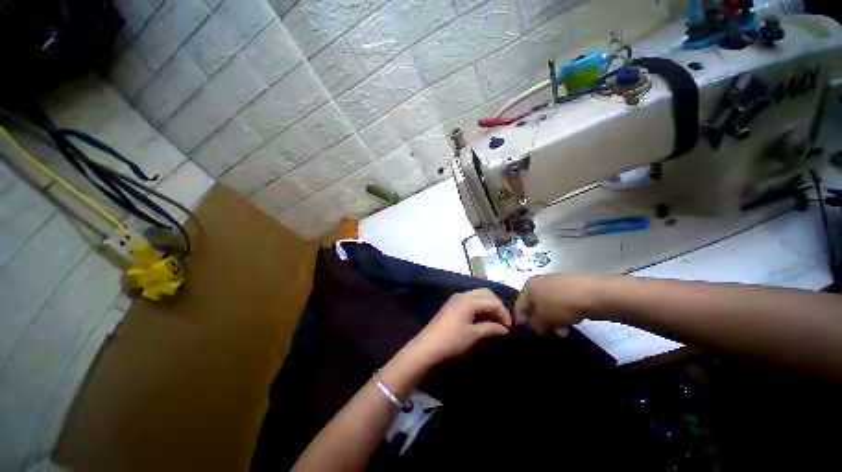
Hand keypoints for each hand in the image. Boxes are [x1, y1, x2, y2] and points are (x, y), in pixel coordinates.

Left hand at [407, 289, 512, 365]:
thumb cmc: (452, 340)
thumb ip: (491, 328)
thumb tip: (505, 329)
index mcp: (469, 300)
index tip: (510, 328)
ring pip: (478, 295)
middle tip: (503, 321)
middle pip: (486, 293)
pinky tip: (483, 317)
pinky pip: (470, 299)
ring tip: (495, 319)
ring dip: (488, 304)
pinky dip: (479, 305)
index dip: (504, 313)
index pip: (493, 302)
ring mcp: (456, 298)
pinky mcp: (452, 303)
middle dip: (497, 305)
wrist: (428, 345)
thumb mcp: (474, 335)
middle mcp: (463, 294)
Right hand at [514, 274, 592, 336]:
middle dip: (539, 321)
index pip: (519, 305)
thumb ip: (534, 324)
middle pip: (535, 306)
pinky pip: (561, 305)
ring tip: (562, 332)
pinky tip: (571, 323)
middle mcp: (540, 283)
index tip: (525, 333)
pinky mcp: (571, 289)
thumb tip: (536, 327)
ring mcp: (556, 285)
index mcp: (529, 286)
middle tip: (545, 333)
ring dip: (552, 321)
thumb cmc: (560, 304)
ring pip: (549, 307)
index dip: (520, 320)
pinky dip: (563, 315)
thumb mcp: (542, 318)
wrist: (593, 294)